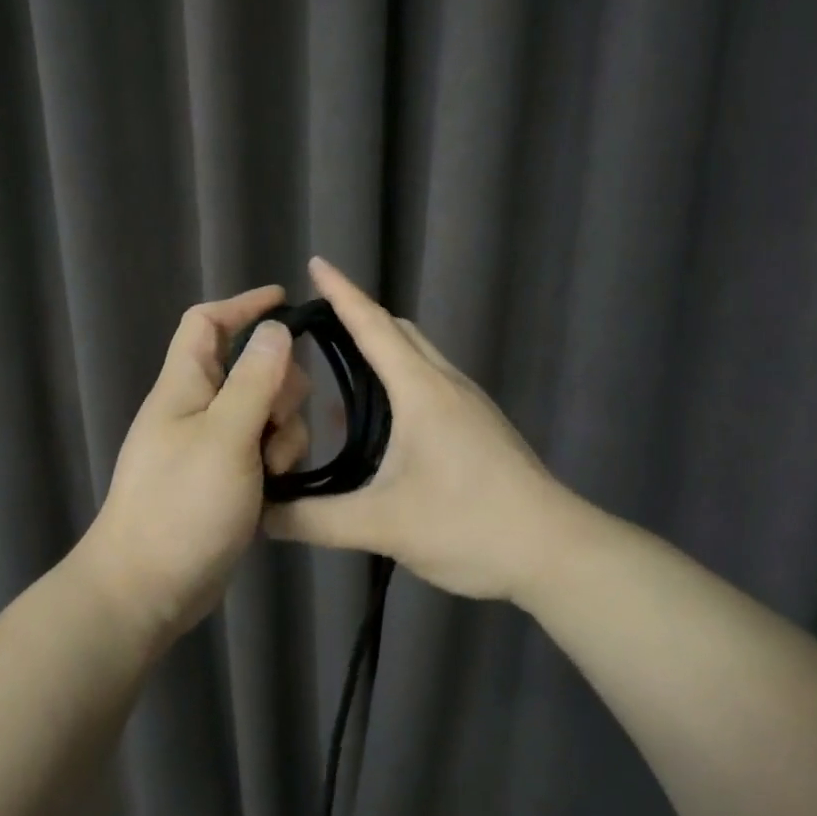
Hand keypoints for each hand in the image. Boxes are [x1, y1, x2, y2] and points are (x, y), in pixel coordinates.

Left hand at [80, 285, 312, 644]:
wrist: (148, 588)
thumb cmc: (182, 506)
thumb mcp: (225, 437)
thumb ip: (254, 381)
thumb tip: (275, 329)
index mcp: (185, 386)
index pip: (207, 323)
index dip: (243, 305)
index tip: (286, 302)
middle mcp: (198, 409)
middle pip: (252, 370)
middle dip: (280, 388)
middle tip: (280, 422)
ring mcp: (212, 447)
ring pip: (266, 414)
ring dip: (283, 434)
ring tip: (274, 470)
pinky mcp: (227, 481)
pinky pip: (264, 452)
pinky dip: (276, 462)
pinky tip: (279, 489)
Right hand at [262, 257, 576, 604]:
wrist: (555, 551)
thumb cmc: (468, 524)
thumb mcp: (382, 525)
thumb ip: (313, 520)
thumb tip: (261, 516)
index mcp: (422, 390)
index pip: (374, 325)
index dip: (342, 293)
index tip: (315, 264)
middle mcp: (446, 384)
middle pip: (398, 332)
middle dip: (359, 317)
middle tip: (315, 326)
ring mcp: (469, 405)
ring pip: (417, 358)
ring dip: (380, 353)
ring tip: (337, 372)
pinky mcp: (480, 427)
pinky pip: (430, 385)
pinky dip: (398, 383)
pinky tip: (378, 424)